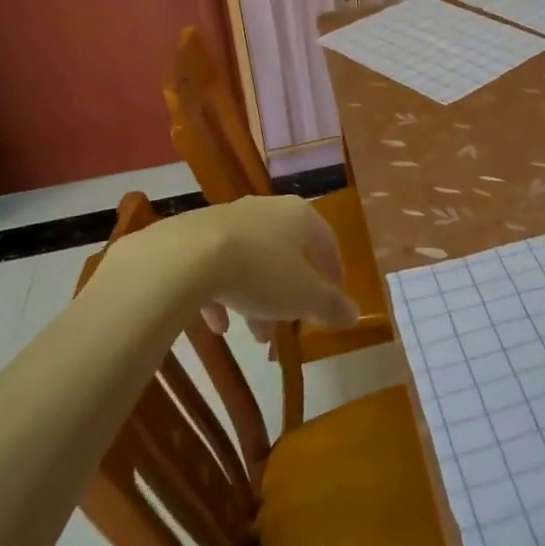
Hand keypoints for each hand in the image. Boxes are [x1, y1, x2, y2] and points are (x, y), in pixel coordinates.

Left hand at [181, 196, 359, 338]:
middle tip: (291, 324)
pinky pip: (218, 266)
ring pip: (252, 261)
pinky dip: (224, 294)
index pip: (327, 240)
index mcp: (300, 216)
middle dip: (290, 293)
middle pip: (287, 253)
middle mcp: (267, 209)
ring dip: (257, 298)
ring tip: (255, 336)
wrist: (189, 257)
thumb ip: (331, 306)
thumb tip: (354, 314)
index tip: (335, 295)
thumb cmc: (261, 271)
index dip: (333, 270)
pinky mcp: (198, 235)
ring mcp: (230, 219)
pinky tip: (219, 324)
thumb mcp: (304, 296)